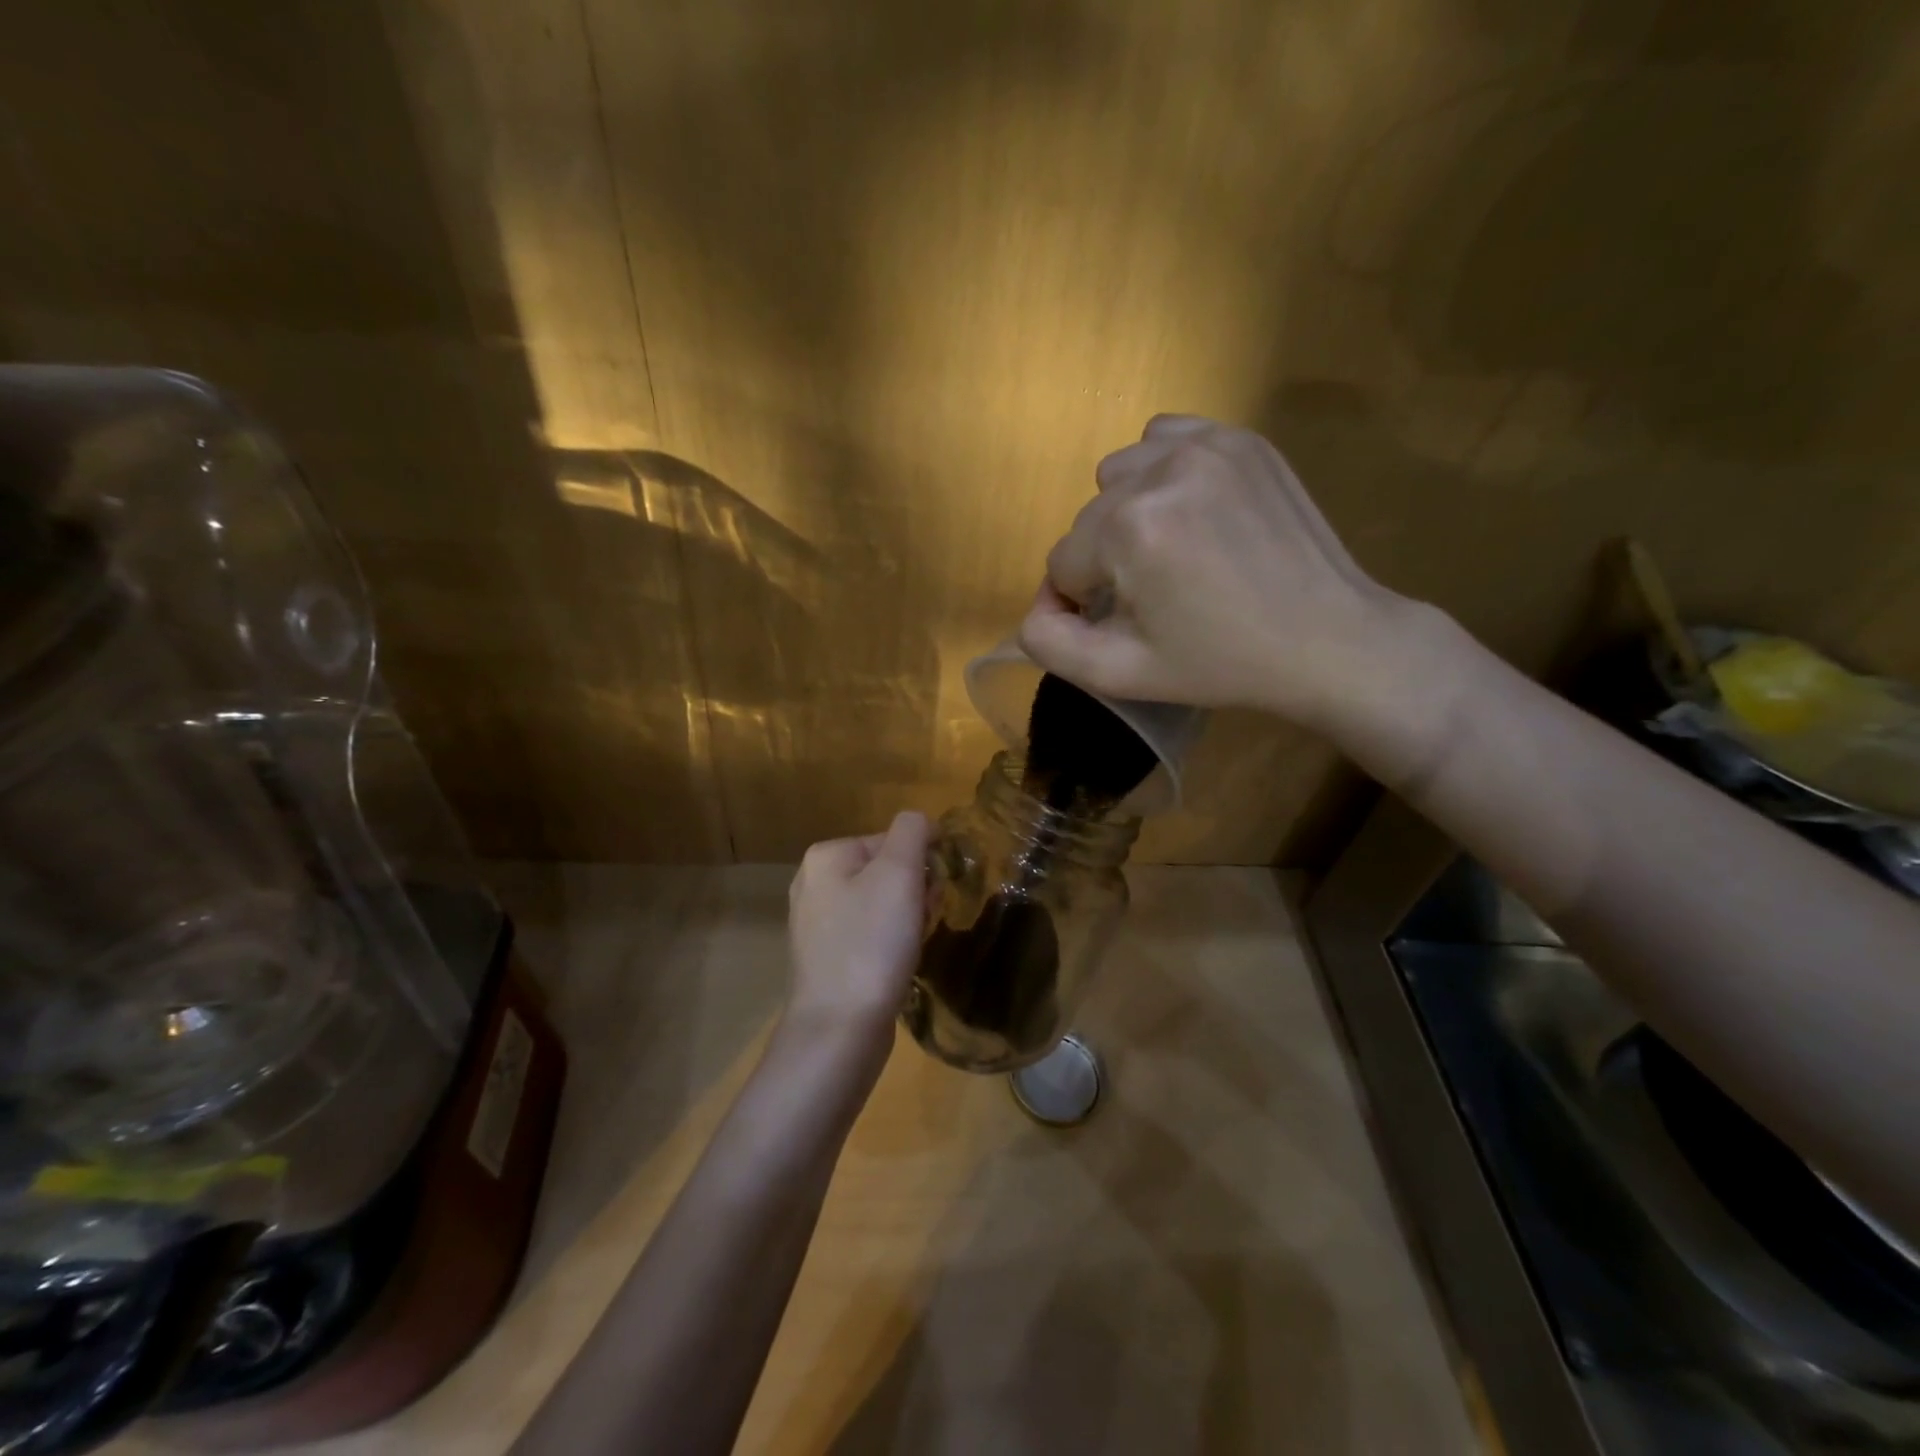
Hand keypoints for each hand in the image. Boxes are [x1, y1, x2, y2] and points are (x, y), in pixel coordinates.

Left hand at [785, 811, 931, 1056]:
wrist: (840, 1028)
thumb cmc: (872, 942)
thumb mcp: (899, 872)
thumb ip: (913, 832)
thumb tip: (922, 823)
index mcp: (825, 856)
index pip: (892, 840)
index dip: (921, 864)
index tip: (931, 894)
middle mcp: (812, 884)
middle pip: (886, 872)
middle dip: (914, 892)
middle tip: (921, 921)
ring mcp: (815, 925)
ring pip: (880, 905)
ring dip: (906, 919)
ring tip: (911, 946)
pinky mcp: (825, 960)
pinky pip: (868, 935)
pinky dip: (889, 944)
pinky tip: (896, 965)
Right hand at [1019, 414, 1439, 737]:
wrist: (1328, 639)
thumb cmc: (1221, 664)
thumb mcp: (1120, 674)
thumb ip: (1049, 643)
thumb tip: (1036, 606)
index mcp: (1128, 529)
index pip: (1062, 564)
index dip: (1086, 604)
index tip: (1131, 626)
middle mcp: (1159, 470)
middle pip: (1087, 520)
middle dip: (1106, 562)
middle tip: (1158, 597)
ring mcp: (1206, 444)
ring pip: (1118, 477)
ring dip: (1127, 514)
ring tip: (1173, 551)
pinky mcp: (1241, 437)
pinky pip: (1164, 438)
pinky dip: (1159, 472)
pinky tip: (1189, 510)